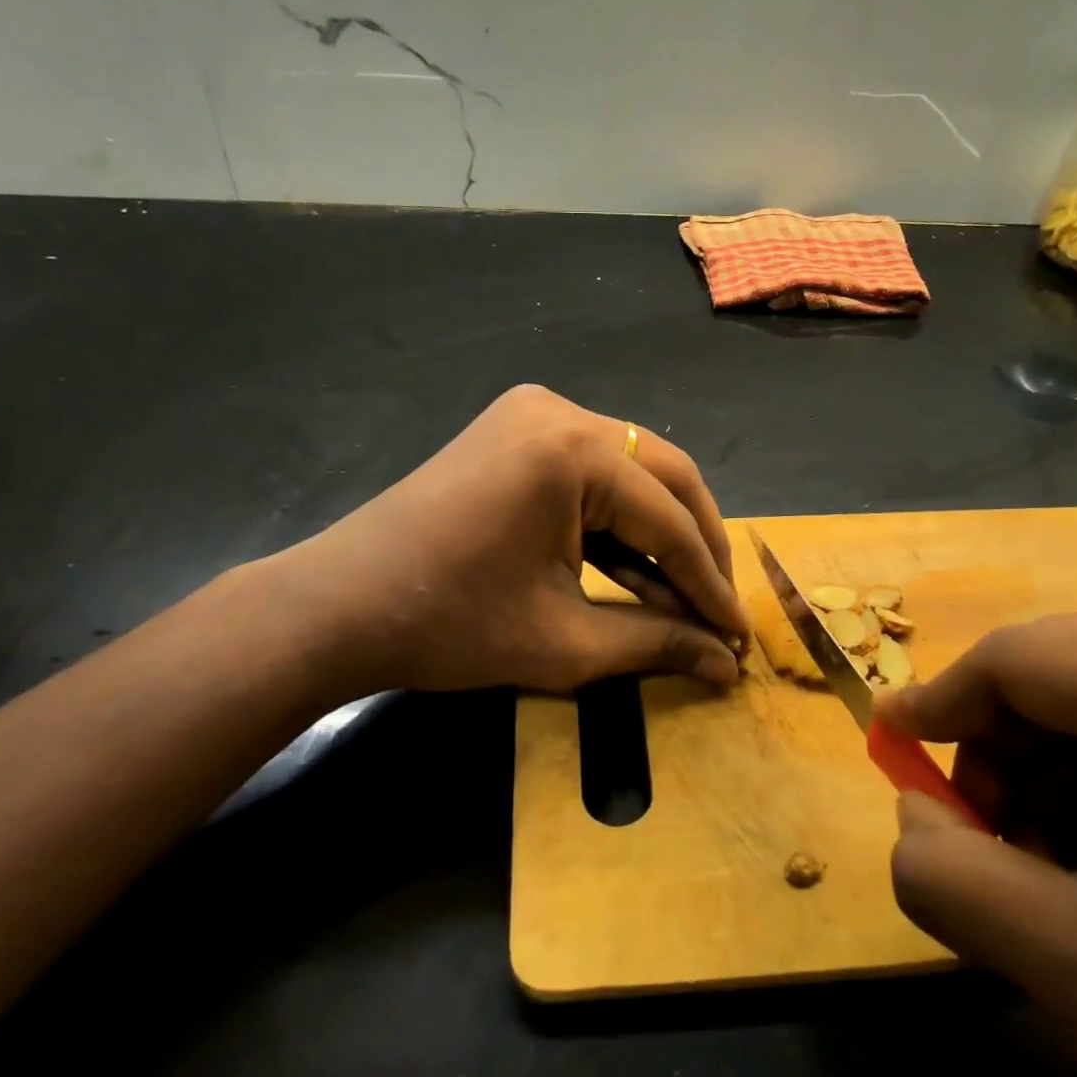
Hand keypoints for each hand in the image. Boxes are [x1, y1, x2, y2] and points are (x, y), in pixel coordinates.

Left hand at [257, 385, 745, 696]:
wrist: (339, 606)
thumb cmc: (448, 626)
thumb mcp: (564, 641)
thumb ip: (656, 644)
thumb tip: (726, 665)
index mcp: (570, 450)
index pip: (666, 517)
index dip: (708, 581)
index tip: (737, 633)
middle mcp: (560, 411)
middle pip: (662, 474)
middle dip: (696, 544)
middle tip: (718, 608)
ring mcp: (533, 413)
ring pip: (631, 469)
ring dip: (659, 530)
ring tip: (684, 594)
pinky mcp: (515, 429)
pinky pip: (590, 469)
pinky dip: (615, 517)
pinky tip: (634, 567)